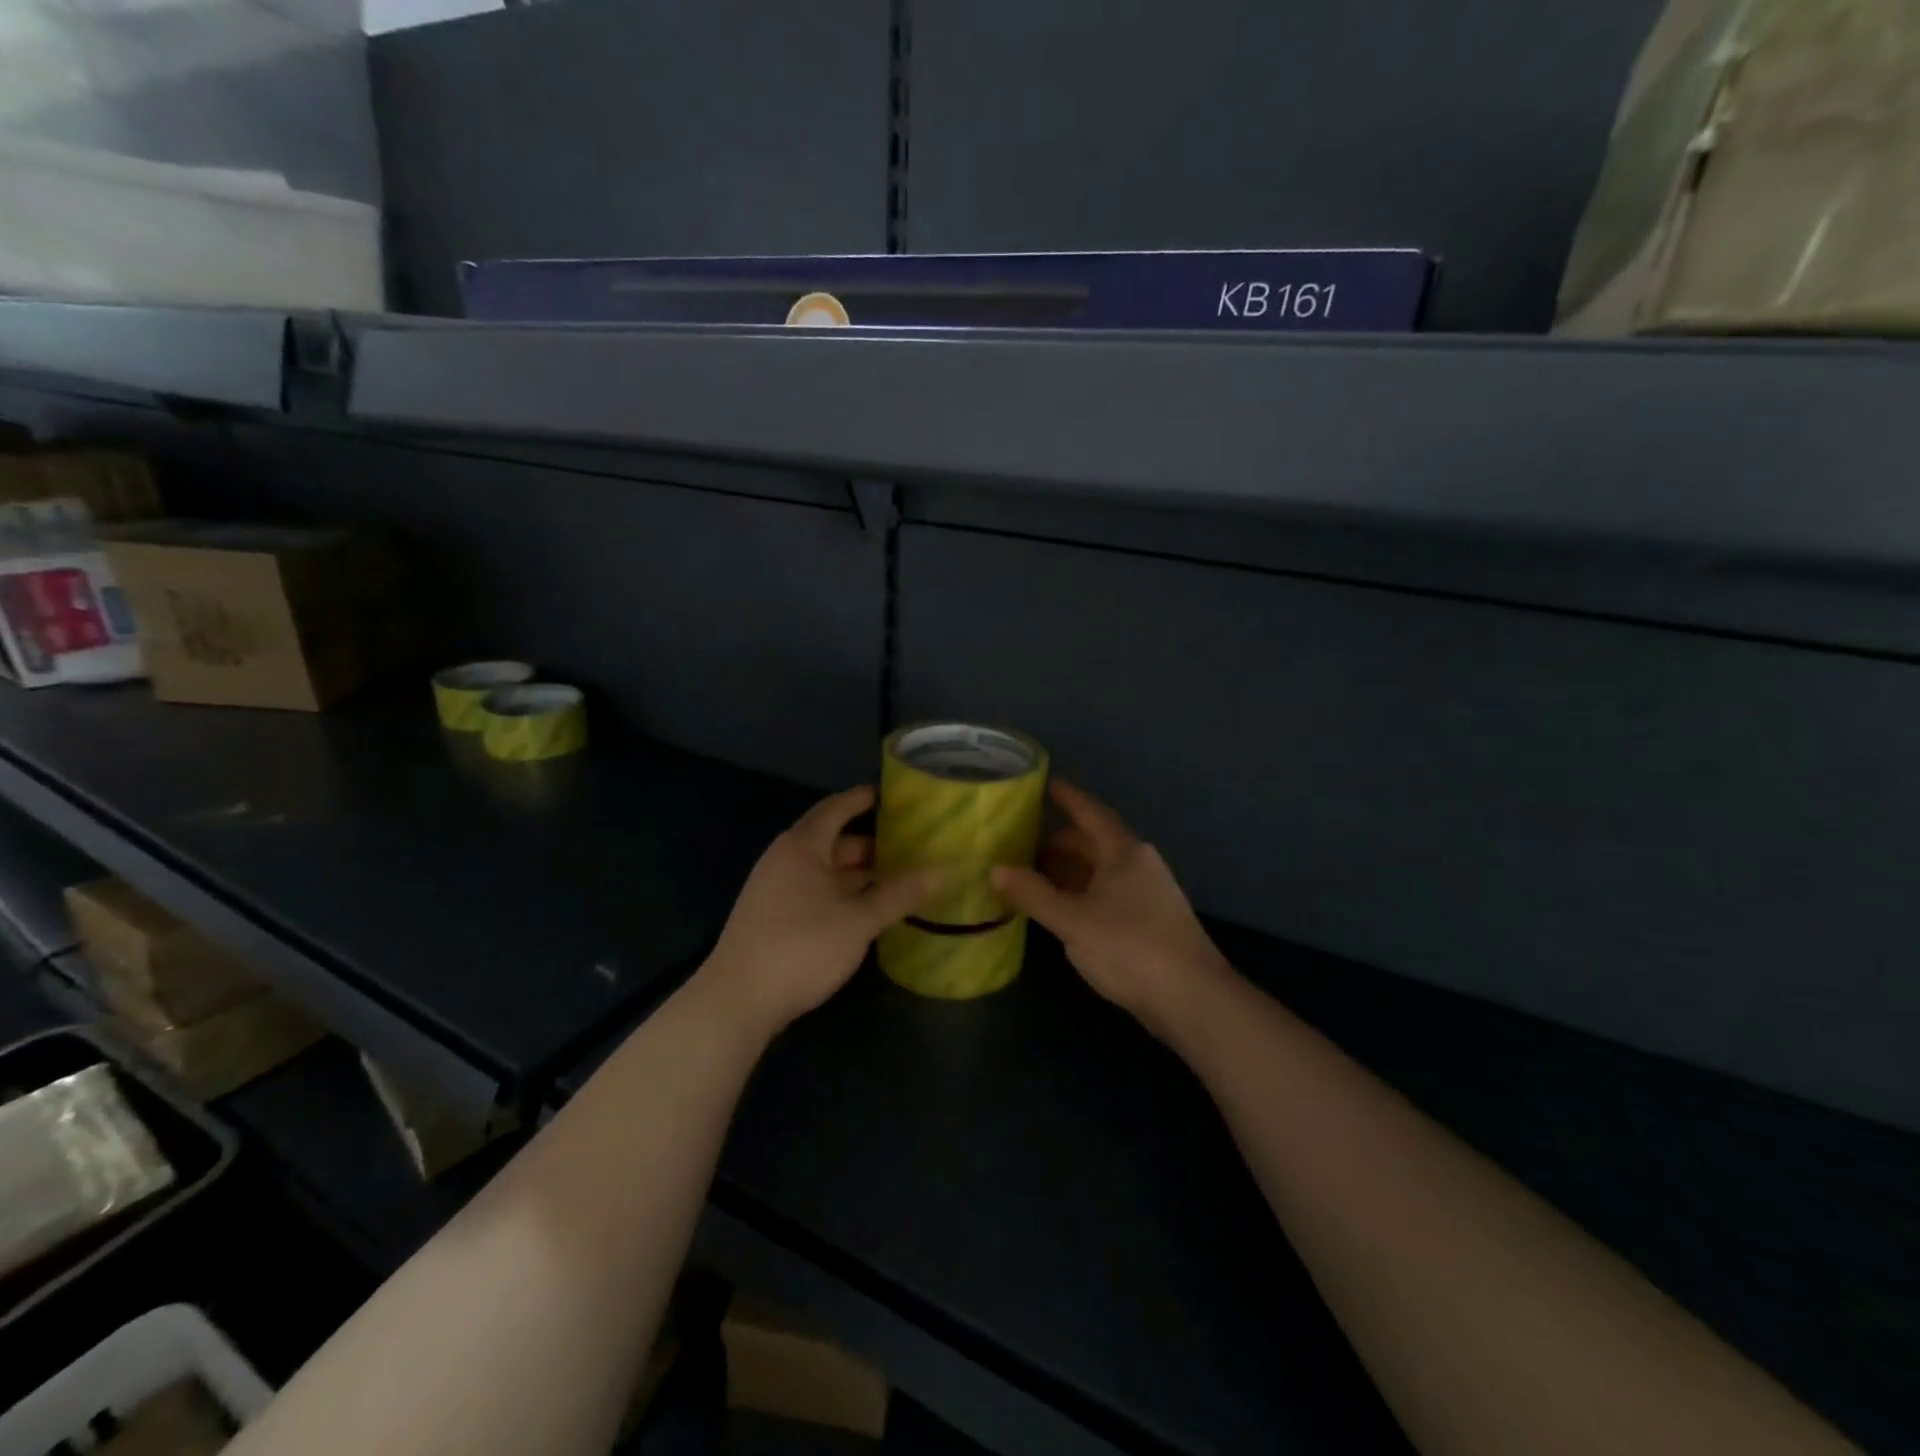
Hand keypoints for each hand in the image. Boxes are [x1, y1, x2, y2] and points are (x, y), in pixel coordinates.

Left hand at [703, 786, 942, 1037]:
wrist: (737, 1001)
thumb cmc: (802, 946)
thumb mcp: (859, 920)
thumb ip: (900, 894)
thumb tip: (942, 870)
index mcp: (802, 846)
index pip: (836, 808)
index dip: (862, 799)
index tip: (892, 796)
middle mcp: (785, 859)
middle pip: (832, 841)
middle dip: (869, 844)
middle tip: (909, 847)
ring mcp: (775, 890)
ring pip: (824, 871)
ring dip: (857, 874)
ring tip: (896, 880)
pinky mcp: (772, 918)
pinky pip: (814, 892)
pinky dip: (841, 894)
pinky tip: (865, 912)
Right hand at [992, 781, 1231, 1042]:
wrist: (1192, 999)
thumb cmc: (1130, 947)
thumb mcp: (1073, 920)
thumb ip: (1033, 894)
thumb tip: (995, 869)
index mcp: (1124, 852)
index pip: (1090, 813)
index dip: (1067, 797)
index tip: (1045, 781)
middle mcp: (1138, 865)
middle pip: (1093, 843)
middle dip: (1058, 840)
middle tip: (1020, 839)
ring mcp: (1147, 895)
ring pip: (1099, 871)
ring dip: (1067, 870)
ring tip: (1030, 873)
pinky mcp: (1148, 923)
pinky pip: (1105, 895)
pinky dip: (1079, 894)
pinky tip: (1059, 908)